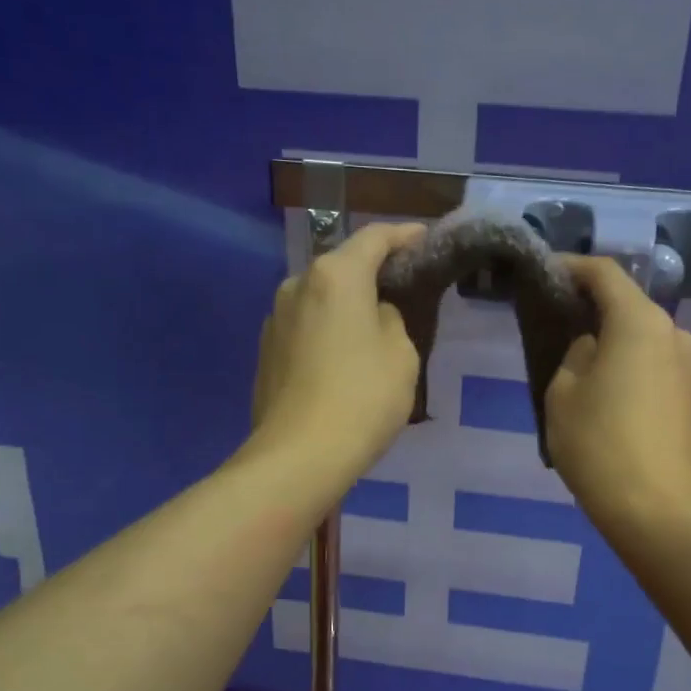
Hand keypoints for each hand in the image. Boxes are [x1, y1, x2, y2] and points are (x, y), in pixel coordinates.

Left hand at [251, 222, 426, 481]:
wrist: (299, 456)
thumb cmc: (362, 398)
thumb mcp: (401, 354)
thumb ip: (391, 319)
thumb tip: (373, 315)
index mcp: (336, 275)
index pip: (374, 238)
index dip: (403, 235)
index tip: (423, 239)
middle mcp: (298, 284)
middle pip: (342, 267)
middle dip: (372, 273)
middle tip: (402, 289)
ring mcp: (275, 318)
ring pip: (321, 298)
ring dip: (346, 305)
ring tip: (372, 329)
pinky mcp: (266, 350)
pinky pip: (306, 327)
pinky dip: (327, 330)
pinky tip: (342, 359)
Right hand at [545, 257, 690, 535]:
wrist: (655, 509)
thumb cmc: (599, 444)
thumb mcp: (562, 392)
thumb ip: (575, 354)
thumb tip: (593, 348)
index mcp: (640, 322)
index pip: (604, 274)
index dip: (571, 267)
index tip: (545, 274)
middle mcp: (674, 334)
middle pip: (628, 305)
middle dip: (592, 307)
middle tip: (556, 321)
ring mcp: (690, 367)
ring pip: (643, 338)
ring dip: (612, 340)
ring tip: (579, 364)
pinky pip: (654, 366)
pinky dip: (629, 366)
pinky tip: (607, 394)